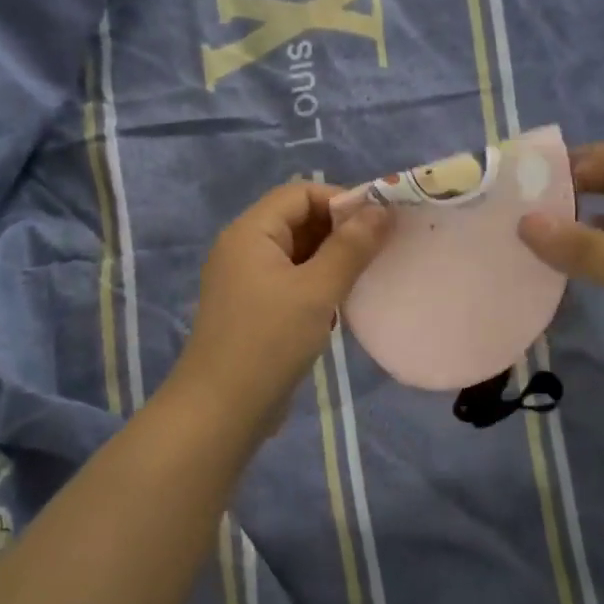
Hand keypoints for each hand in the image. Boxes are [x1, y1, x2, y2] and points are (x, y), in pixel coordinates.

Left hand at [170, 182, 393, 429]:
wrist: (221, 410)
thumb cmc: (269, 342)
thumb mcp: (317, 291)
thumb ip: (350, 247)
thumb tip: (382, 209)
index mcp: (250, 232)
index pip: (300, 193)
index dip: (341, 200)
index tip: (380, 224)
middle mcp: (244, 248)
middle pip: (297, 220)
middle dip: (340, 231)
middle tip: (380, 252)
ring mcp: (245, 281)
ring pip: (296, 254)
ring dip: (331, 261)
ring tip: (365, 279)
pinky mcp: (253, 309)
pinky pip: (290, 281)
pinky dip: (317, 285)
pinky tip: (340, 308)